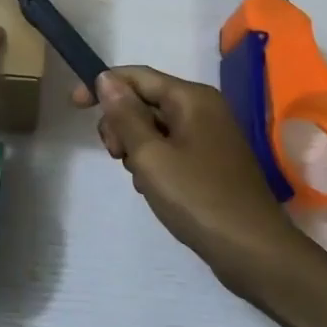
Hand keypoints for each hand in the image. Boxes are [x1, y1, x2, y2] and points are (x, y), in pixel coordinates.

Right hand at [72, 66, 310, 298]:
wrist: (252, 250)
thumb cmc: (197, 198)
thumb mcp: (150, 155)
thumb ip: (125, 115)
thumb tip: (106, 79)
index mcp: (192, 98)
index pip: (136, 76)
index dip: (102, 86)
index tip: (74, 107)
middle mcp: (203, 108)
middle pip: (144, 100)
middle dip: (120, 123)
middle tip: (116, 156)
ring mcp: (210, 135)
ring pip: (154, 127)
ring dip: (135, 147)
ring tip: (140, 177)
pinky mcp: (211, 161)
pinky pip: (170, 147)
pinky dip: (153, 161)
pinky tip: (154, 187)